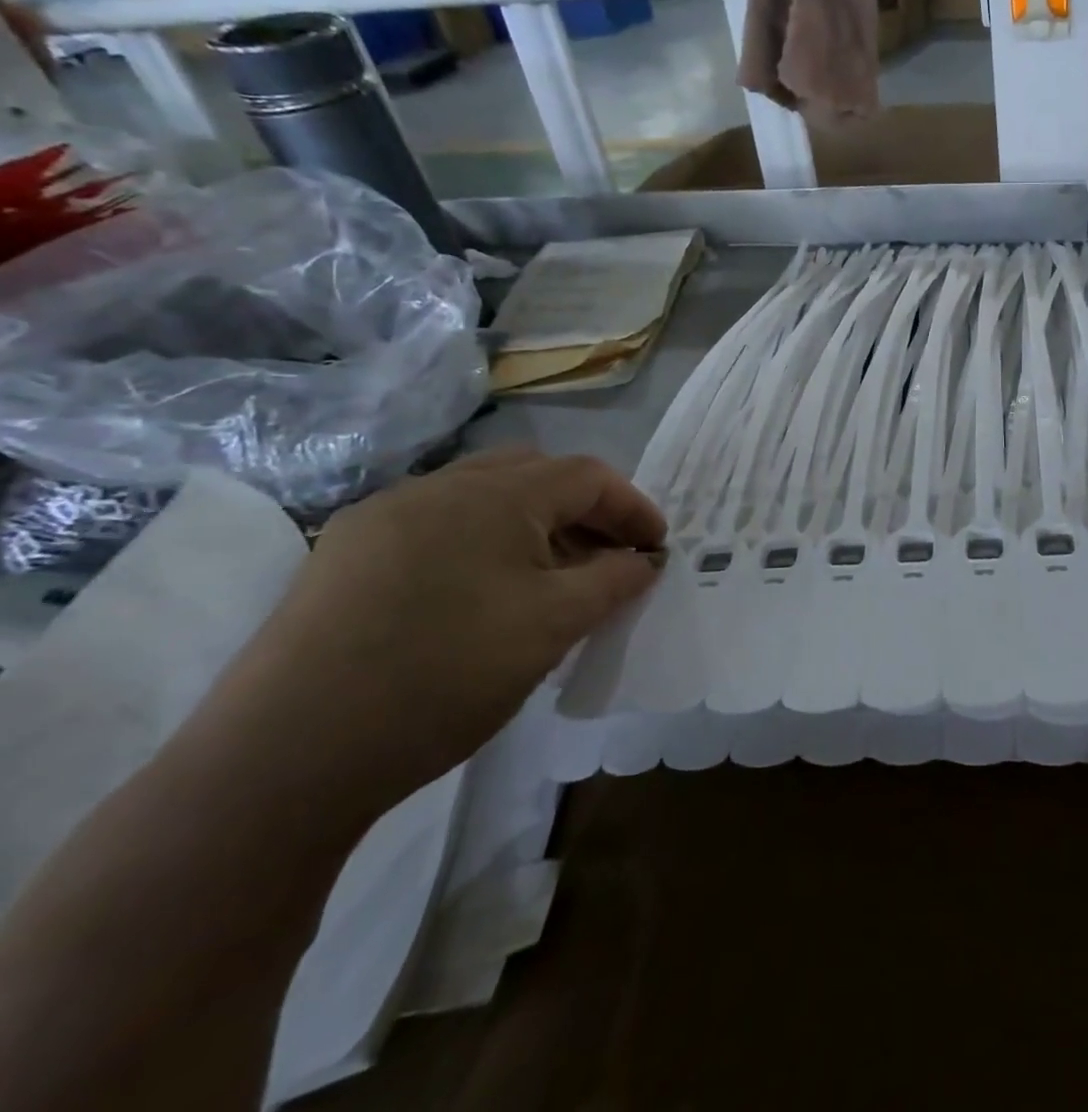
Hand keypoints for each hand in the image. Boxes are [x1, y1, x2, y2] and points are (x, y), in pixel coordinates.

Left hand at [185, 449, 663, 828]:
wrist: (283, 759)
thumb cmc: (445, 675)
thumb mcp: (553, 626)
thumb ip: (614, 581)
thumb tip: (643, 560)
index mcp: (494, 494)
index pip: (588, 476)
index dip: (634, 507)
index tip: (657, 549)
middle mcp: (437, 487)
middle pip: (536, 475)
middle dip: (584, 511)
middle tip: (607, 560)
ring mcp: (383, 518)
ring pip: (484, 499)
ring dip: (533, 527)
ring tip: (550, 581)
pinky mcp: (344, 555)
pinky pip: (438, 527)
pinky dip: (482, 544)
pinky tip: (480, 596)